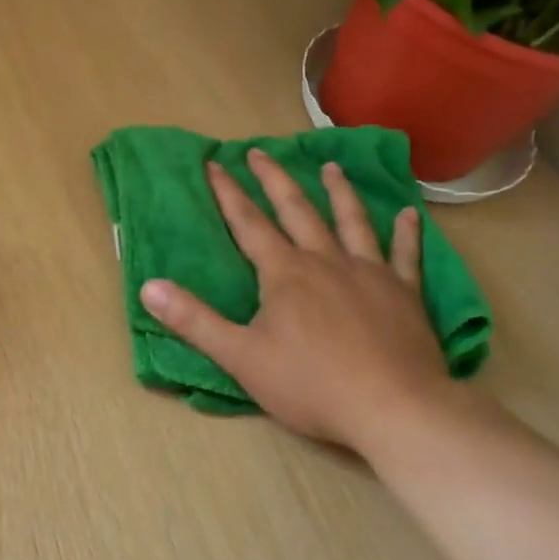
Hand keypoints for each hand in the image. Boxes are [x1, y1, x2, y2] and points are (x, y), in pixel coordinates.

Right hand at [138, 148, 456, 453]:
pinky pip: (405, 255)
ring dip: (339, 192)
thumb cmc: (311, 385)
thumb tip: (148, 287)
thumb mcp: (240, 357)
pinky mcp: (404, 293)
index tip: (214, 164)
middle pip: (297, 210)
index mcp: (285, 273)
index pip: (248, 223)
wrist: (393, 408)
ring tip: (331, 166)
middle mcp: (325, 260)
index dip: (228, 193)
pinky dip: (407, 234)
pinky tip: (410, 214)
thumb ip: (194, 321)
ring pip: (351, 221)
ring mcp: (369, 273)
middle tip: (260, 151)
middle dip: (274, 179)